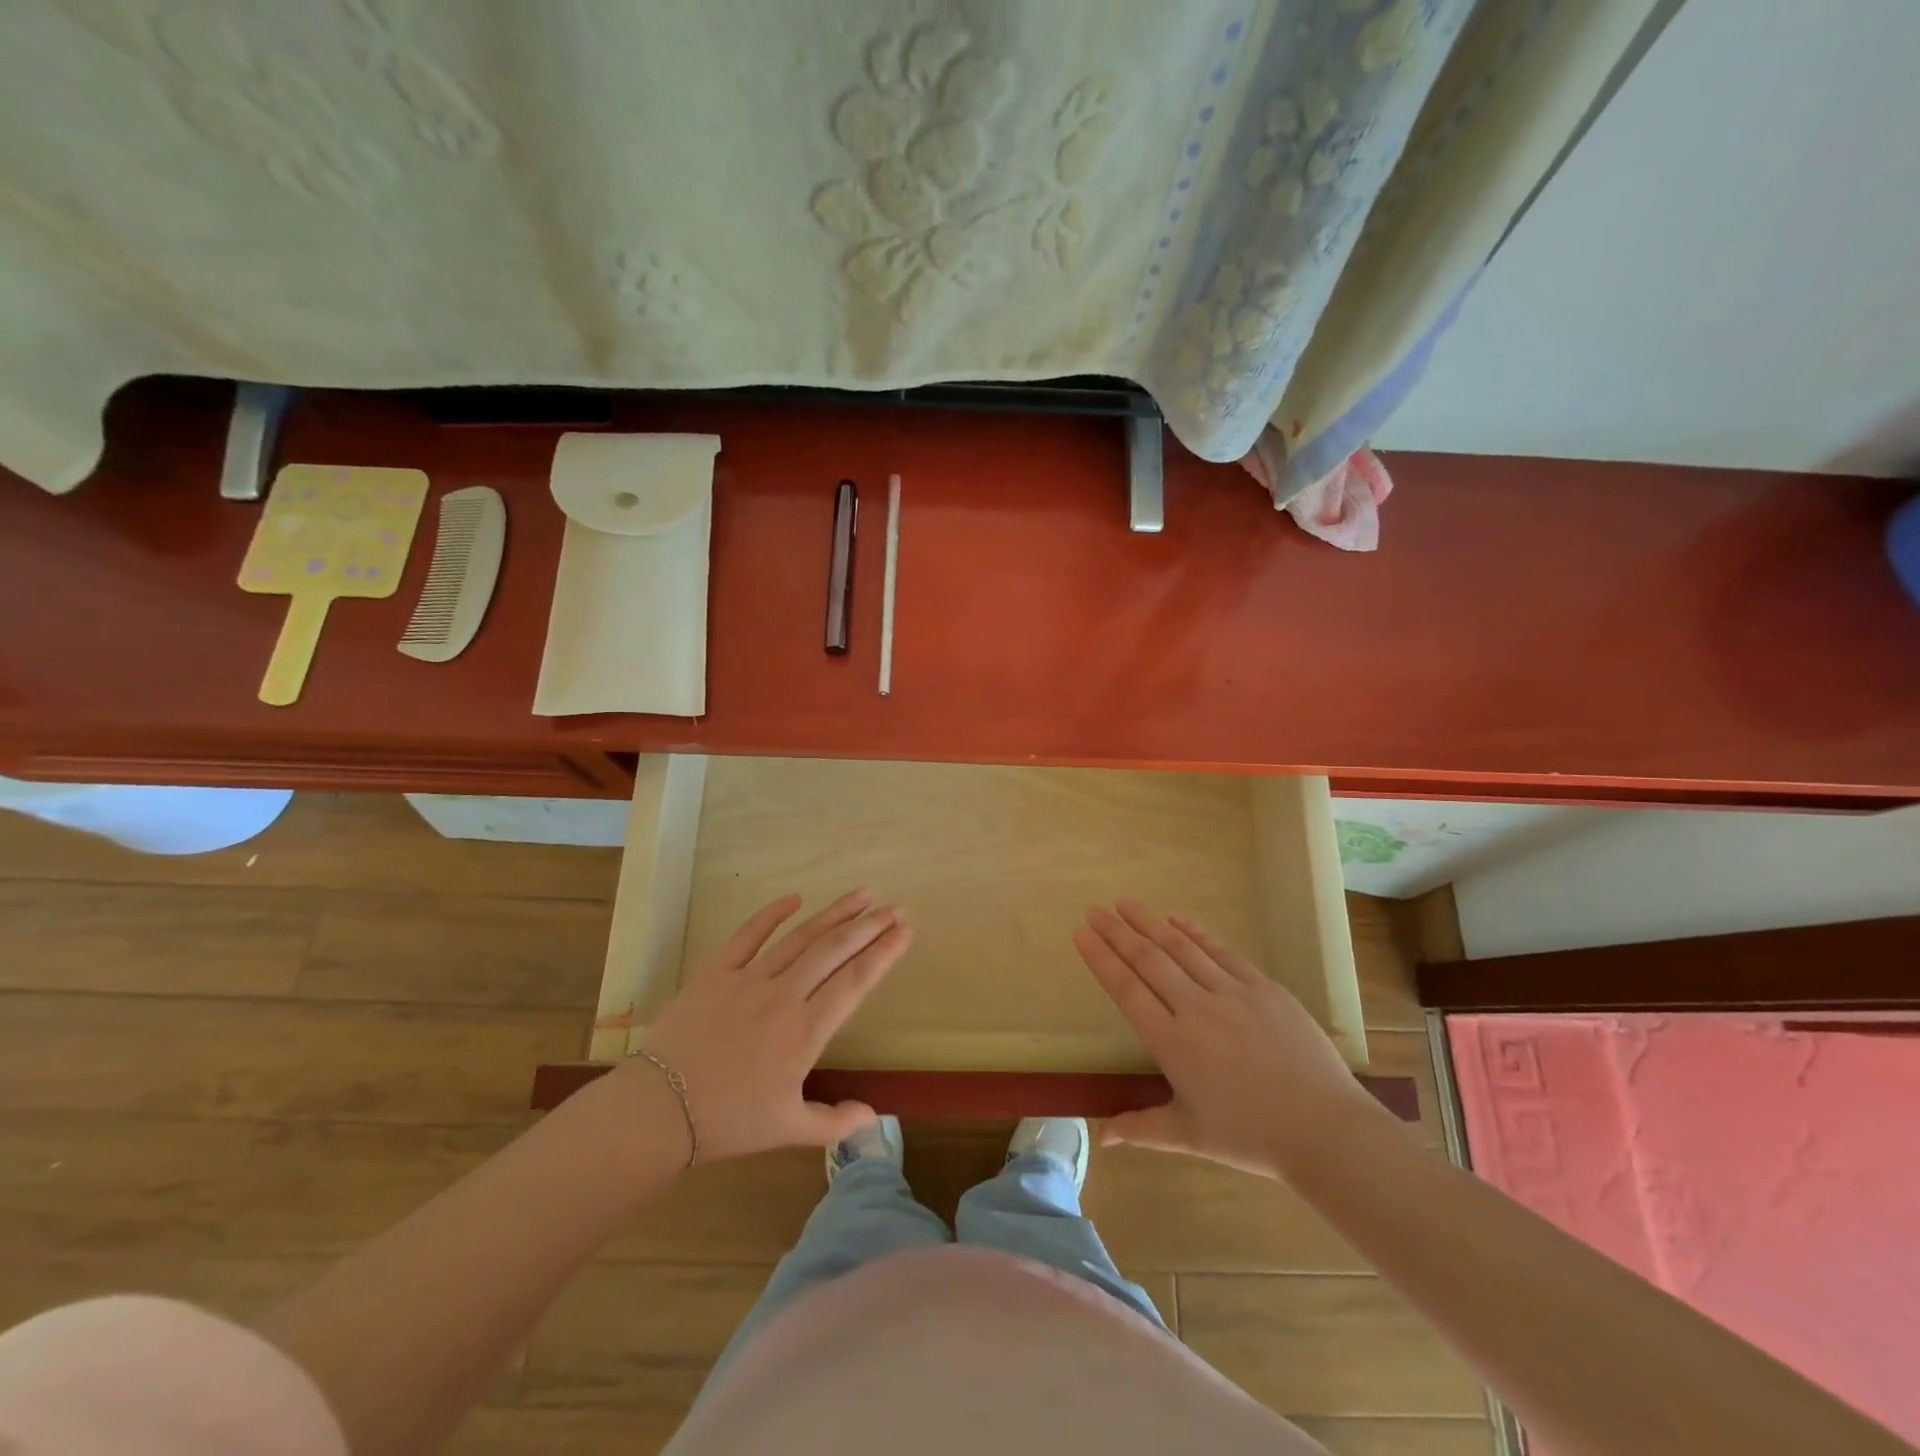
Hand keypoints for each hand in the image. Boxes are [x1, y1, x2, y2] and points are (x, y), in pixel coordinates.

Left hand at [619, 889, 909, 1162]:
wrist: (658, 1111)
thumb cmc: (728, 1122)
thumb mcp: (787, 1131)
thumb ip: (834, 1122)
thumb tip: (873, 1116)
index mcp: (805, 1031)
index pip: (855, 982)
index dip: (883, 954)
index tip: (904, 932)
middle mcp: (784, 995)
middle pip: (834, 950)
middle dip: (868, 927)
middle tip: (894, 909)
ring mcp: (749, 979)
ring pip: (801, 937)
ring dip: (834, 913)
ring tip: (862, 895)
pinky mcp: (717, 972)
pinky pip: (748, 935)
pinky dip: (772, 913)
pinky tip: (795, 897)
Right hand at [1075, 898, 1383, 1177]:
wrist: (1325, 1130)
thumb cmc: (1251, 1137)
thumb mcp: (1189, 1136)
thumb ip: (1141, 1128)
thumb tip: (1102, 1136)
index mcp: (1172, 1043)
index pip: (1126, 990)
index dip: (1101, 959)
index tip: (1081, 933)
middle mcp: (1196, 1009)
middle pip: (1148, 960)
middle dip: (1117, 932)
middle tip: (1095, 909)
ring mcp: (1232, 993)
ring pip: (1182, 949)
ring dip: (1150, 923)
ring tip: (1126, 903)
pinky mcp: (1263, 988)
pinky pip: (1222, 952)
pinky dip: (1197, 932)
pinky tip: (1178, 917)